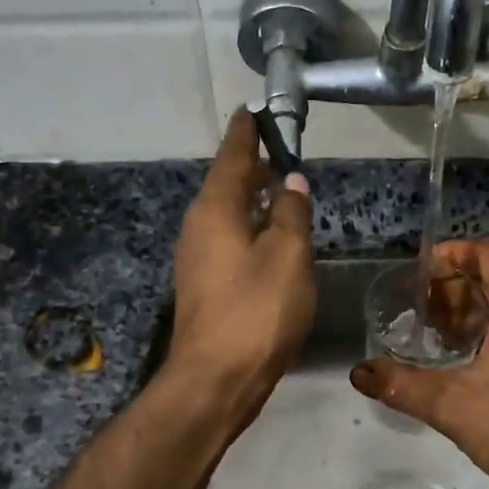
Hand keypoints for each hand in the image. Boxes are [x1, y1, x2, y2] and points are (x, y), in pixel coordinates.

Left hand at [166, 109, 315, 407]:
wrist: (216, 379)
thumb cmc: (256, 312)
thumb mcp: (288, 256)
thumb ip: (292, 213)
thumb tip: (291, 182)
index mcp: (216, 209)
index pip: (233, 155)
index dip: (247, 132)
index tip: (255, 110)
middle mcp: (199, 226)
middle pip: (226, 183)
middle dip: (251, 163)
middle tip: (278, 147)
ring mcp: (197, 257)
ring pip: (226, 213)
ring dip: (251, 196)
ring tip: (278, 186)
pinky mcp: (204, 284)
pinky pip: (227, 238)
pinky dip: (248, 226)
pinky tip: (268, 236)